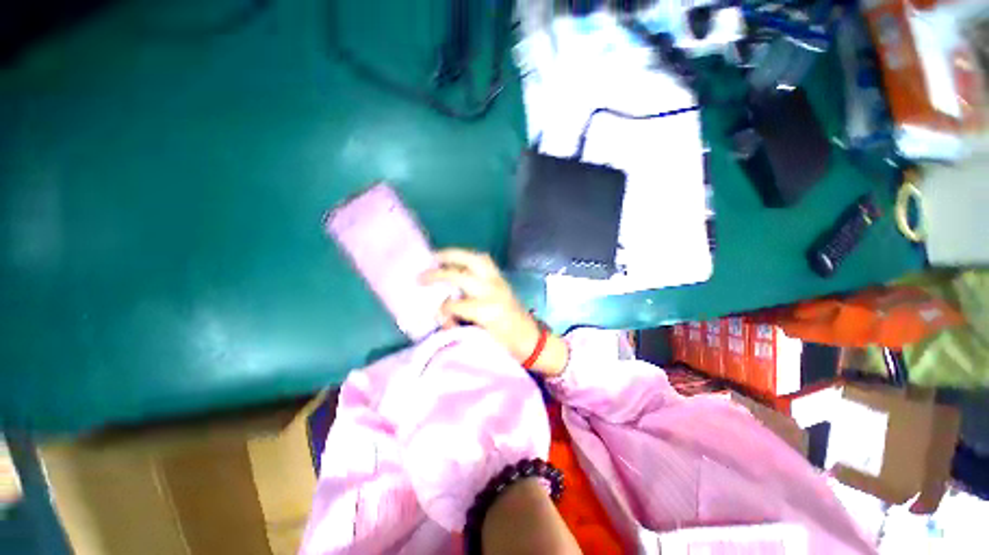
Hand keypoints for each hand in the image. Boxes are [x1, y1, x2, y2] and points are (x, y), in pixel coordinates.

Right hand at [420, 249, 567, 374]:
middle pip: (462, 275)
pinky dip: (469, 258)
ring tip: (439, 256)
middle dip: (441, 271)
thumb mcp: (480, 340)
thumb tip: (441, 313)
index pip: (454, 304)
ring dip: (456, 255)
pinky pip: (485, 261)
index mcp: (487, 311)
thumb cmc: (506, 344)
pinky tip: (458, 260)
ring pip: (476, 259)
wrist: (531, 339)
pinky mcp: (502, 278)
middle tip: (424, 269)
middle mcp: (492, 291)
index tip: (435, 314)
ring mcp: (499, 282)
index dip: (442, 309)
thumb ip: (459, 325)